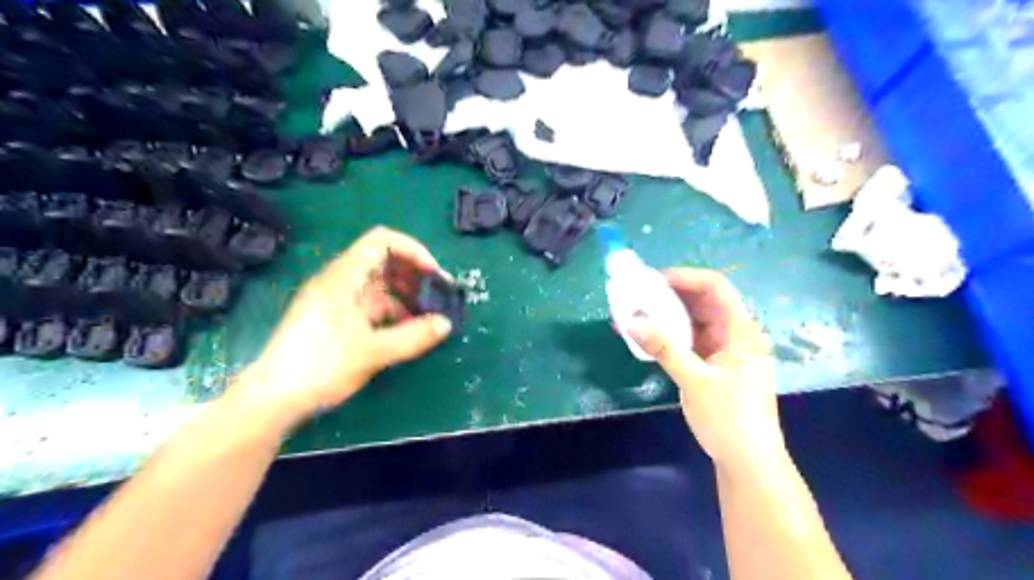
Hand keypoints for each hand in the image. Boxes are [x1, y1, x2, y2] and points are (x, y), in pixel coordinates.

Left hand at [233, 226, 453, 425]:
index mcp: (344, 277)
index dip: (413, 251)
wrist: (273, 399)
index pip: (382, 241)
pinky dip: (392, 312)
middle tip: (437, 297)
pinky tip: (406, 330)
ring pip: (379, 285)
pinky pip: (371, 305)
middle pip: (383, 261)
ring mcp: (336, 300)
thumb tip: (446, 324)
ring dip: (405, 295)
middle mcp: (339, 281)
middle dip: (414, 275)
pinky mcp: (335, 319)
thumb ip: (413, 337)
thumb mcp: (373, 352)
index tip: (433, 275)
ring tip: (426, 317)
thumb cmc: (321, 367)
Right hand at [622, 270, 783, 472]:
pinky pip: (691, 338)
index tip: (653, 280)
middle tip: (638, 295)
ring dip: (668, 314)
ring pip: (696, 319)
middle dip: (671, 294)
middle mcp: (735, 333)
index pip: (716, 287)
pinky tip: (649, 336)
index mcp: (741, 331)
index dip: (686, 277)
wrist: (748, 461)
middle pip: (704, 300)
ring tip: (638, 312)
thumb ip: (663, 348)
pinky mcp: (715, 363)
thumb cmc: (729, 419)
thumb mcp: (694, 380)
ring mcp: (725, 349)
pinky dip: (671, 334)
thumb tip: (630, 321)